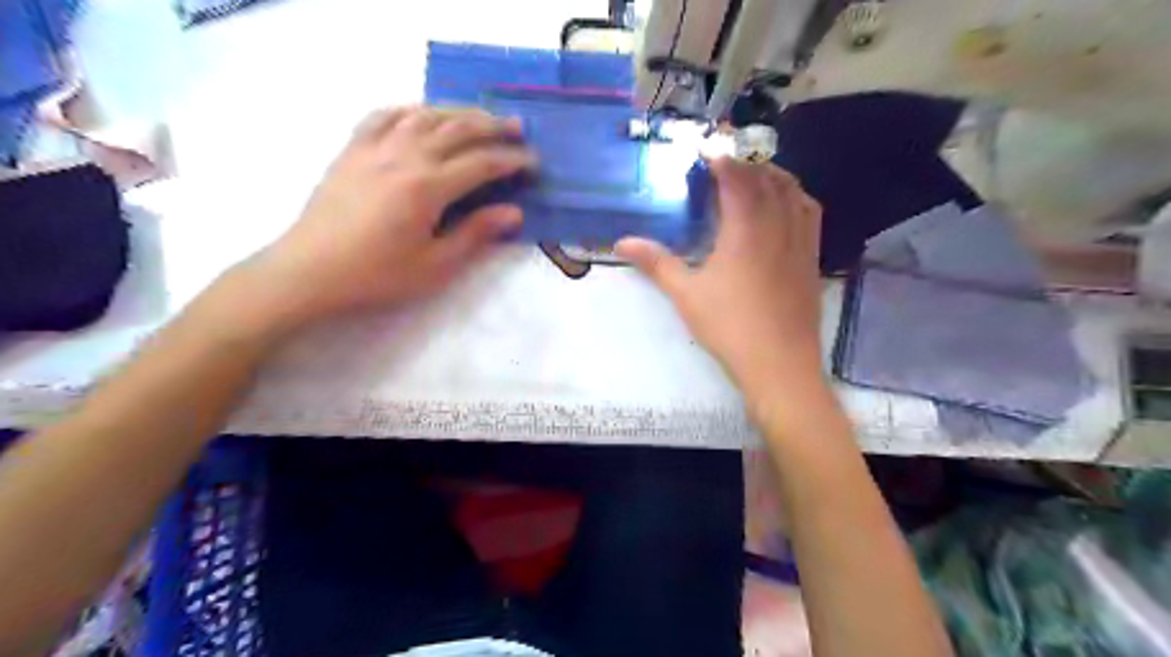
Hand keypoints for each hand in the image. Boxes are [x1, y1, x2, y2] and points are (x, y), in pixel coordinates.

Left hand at [234, 107, 532, 333]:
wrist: (311, 271)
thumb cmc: (377, 275)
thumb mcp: (434, 265)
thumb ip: (475, 234)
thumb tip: (513, 213)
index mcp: (428, 186)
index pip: (481, 164)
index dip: (511, 160)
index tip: (532, 161)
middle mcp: (405, 156)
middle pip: (457, 129)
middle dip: (492, 126)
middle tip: (517, 129)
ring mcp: (375, 147)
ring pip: (424, 115)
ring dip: (457, 112)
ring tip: (479, 117)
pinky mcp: (353, 149)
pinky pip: (384, 115)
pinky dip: (410, 109)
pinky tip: (421, 114)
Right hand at [617, 159, 825, 404]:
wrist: (779, 363)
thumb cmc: (729, 326)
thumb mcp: (686, 294)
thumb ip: (656, 263)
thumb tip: (622, 243)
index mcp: (745, 229)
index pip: (737, 179)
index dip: (723, 160)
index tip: (708, 151)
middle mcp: (778, 226)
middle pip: (768, 178)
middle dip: (747, 163)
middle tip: (726, 162)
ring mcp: (800, 242)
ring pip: (794, 192)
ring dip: (774, 175)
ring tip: (755, 175)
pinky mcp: (812, 259)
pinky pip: (810, 213)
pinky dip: (796, 197)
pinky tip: (786, 205)